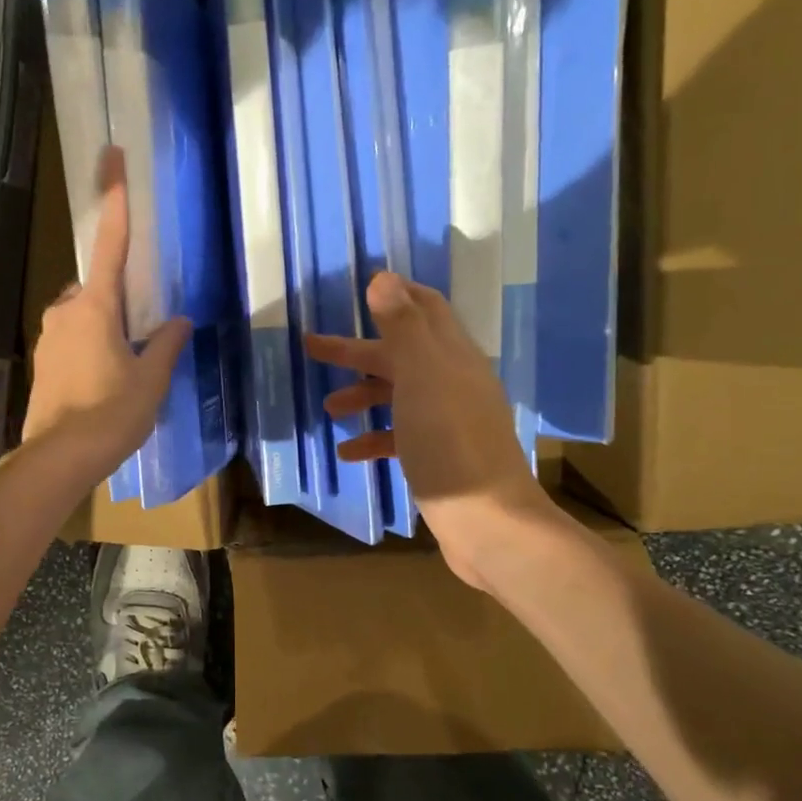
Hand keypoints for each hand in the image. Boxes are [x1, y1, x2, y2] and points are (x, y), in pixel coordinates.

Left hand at [23, 146, 190, 486]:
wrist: (59, 458)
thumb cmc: (111, 414)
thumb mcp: (151, 380)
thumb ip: (166, 345)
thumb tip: (180, 322)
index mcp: (95, 307)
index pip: (110, 242)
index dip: (114, 198)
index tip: (112, 155)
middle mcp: (65, 312)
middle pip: (96, 287)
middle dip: (117, 301)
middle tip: (139, 337)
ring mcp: (48, 337)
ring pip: (82, 316)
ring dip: (103, 329)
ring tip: (123, 370)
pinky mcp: (41, 362)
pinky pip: (70, 340)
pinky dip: (88, 350)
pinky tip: (102, 383)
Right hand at [307, 272, 565, 592]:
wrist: (488, 523)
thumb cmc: (449, 443)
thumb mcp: (422, 377)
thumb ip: (403, 328)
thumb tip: (384, 278)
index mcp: (453, 357)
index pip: (426, 309)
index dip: (395, 295)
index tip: (358, 290)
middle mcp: (454, 383)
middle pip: (402, 354)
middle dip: (358, 350)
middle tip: (313, 348)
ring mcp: (449, 422)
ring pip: (399, 395)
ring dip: (363, 395)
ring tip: (329, 408)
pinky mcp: (441, 457)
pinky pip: (400, 436)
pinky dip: (373, 438)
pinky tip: (347, 452)